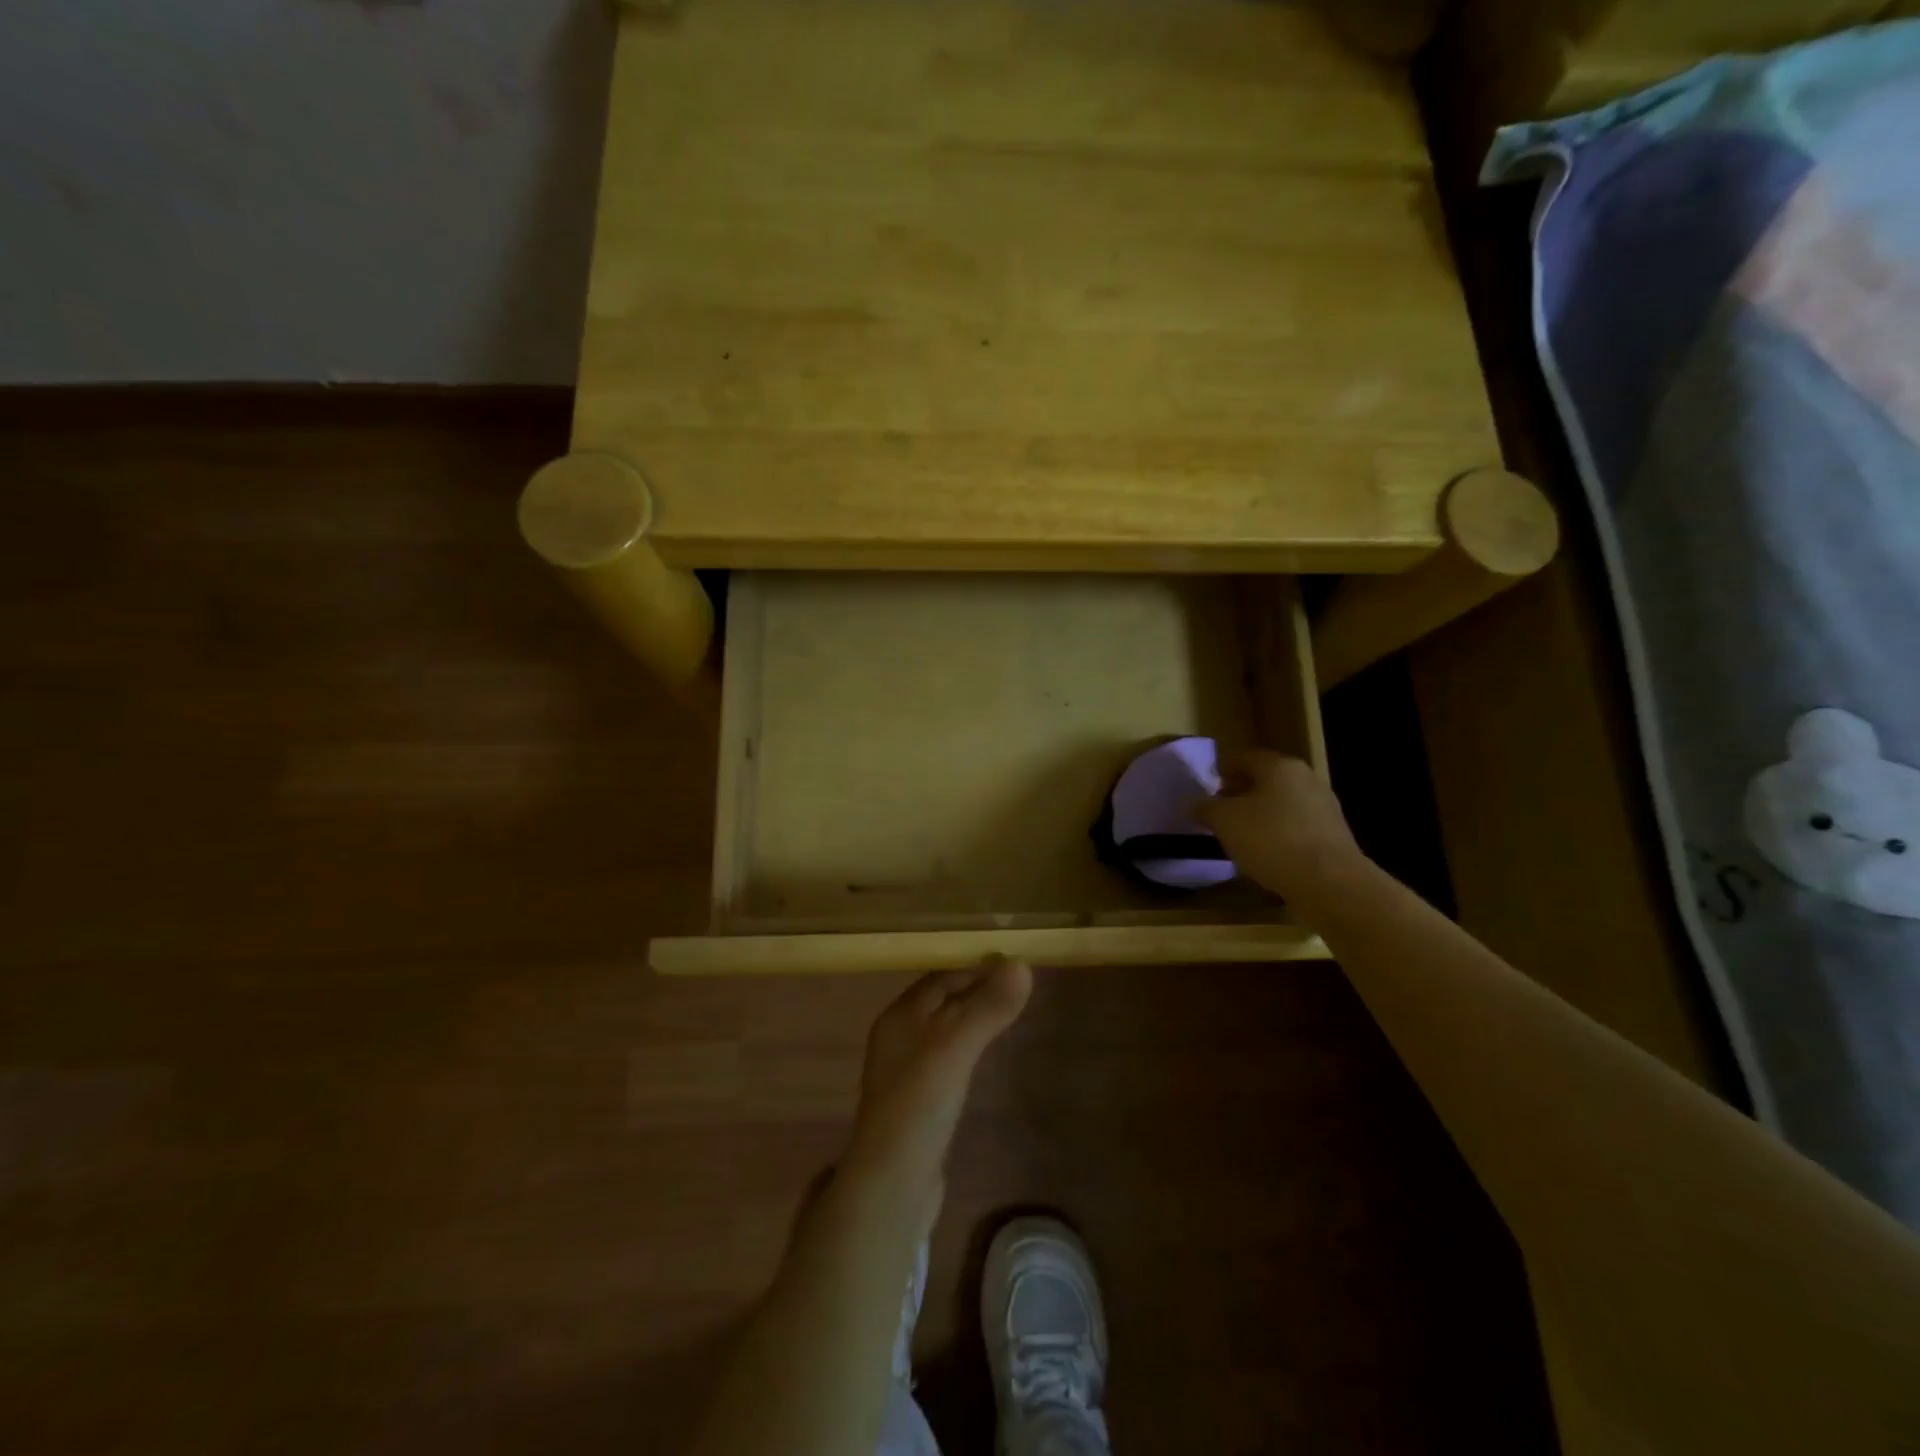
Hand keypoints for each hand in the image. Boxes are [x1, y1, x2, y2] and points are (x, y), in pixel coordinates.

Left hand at [845, 957, 1032, 1188]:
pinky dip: (967, 1048)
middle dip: (973, 989)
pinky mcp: (918, 1103)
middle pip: (939, 1002)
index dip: (972, 966)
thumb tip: (1022, 964)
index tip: (1010, 960)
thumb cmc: (920, 1104)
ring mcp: (906, 1073)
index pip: (939, 977)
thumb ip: (987, 1008)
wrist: (893, 1185)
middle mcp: (897, 1038)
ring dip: (970, 1017)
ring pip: (943, 1031)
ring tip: (1007, 1011)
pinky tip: (984, 1055)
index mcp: (899, 1017)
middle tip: (1016, 983)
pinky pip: (946, 1060)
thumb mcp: (956, 1049)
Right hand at [1194, 751, 1364, 900]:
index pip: (1244, 758)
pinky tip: (1267, 854)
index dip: (1222, 771)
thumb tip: (1194, 803)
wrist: (1329, 883)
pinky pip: (1297, 827)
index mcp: (1280, 766)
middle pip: (1265, 780)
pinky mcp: (1334, 835)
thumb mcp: (1224, 821)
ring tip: (1240, 837)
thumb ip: (1205, 807)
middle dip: (1241, 794)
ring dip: (1260, 815)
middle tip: (1220, 813)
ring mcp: (1325, 807)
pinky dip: (1279, 834)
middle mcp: (1306, 779)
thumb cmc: (1271, 840)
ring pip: (1282, 804)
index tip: (1207, 788)